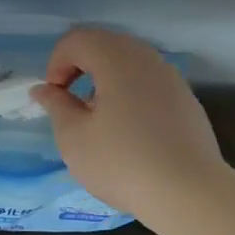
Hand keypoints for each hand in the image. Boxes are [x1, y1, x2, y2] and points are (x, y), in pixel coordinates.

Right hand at [33, 28, 224, 218]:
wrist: (190, 193)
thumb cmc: (122, 163)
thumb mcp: (74, 137)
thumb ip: (56, 106)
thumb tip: (44, 89)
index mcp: (116, 60)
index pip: (78, 40)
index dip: (57, 62)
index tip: (54, 96)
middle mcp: (147, 59)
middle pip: (106, 44)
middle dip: (80, 66)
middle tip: (70, 101)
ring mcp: (171, 78)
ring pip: (130, 62)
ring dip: (106, 79)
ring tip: (98, 117)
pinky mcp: (186, 100)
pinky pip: (149, 82)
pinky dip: (130, 92)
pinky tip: (129, 130)